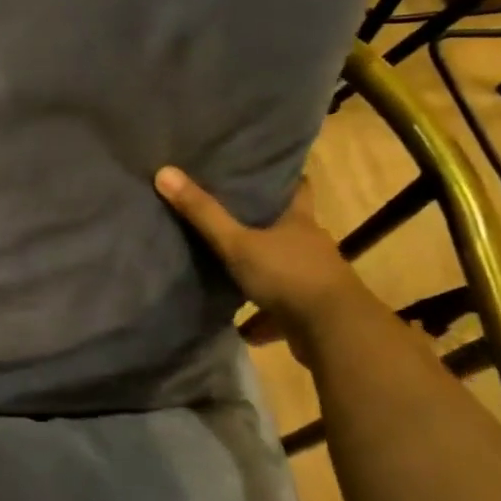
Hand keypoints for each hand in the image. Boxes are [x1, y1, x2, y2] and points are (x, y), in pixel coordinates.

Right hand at [153, 168, 366, 338]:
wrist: (335, 334)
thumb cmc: (288, 275)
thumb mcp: (237, 243)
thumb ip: (203, 212)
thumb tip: (164, 171)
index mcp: (299, 220)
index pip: (297, 186)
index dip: (281, 175)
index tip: (260, 167)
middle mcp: (310, 245)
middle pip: (287, 225)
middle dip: (263, 221)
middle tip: (228, 209)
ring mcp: (314, 279)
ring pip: (284, 266)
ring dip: (263, 267)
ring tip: (229, 263)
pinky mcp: (311, 312)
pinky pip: (282, 308)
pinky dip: (264, 315)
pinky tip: (241, 324)